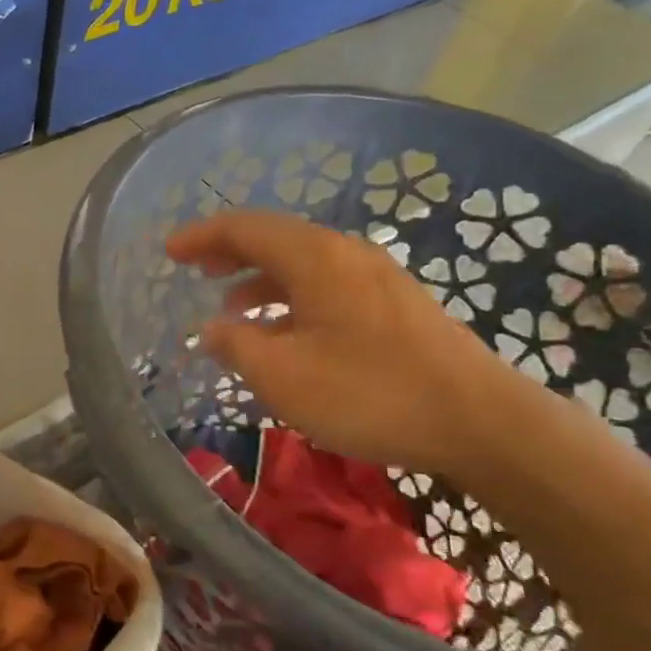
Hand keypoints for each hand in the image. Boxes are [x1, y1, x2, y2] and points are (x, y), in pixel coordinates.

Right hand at [167, 211, 515, 474]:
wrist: (480, 421)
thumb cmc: (370, 393)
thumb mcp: (283, 376)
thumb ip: (237, 346)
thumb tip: (212, 329)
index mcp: (315, 258)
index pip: (245, 228)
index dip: (202, 236)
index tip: (170, 251)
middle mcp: (346, 254)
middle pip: (276, 239)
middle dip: (230, 252)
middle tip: (196, 270)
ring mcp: (376, 278)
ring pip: (303, 265)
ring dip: (261, 279)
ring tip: (233, 308)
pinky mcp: (396, 306)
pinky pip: (328, 286)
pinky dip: (293, 298)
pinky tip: (287, 333)